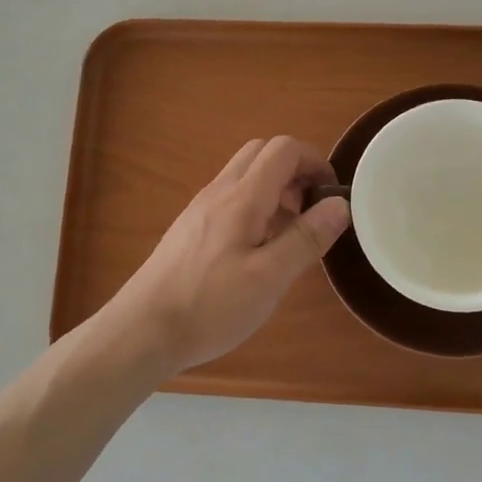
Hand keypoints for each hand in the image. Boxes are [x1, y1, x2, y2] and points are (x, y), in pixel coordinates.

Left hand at [105, 136, 351, 372]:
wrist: (141, 331)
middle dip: (295, 171)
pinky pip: (230, 199)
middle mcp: (219, 191)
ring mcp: (200, 209)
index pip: (283, 149)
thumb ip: (306, 238)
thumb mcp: (269, 278)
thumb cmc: (210, 306)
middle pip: (262, 153)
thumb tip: (340, 204)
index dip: (315, 161)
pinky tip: (257, 252)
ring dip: (275, 191)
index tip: (331, 196)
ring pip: (244, 176)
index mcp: (242, 197)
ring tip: (289, 236)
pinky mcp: (190, 228)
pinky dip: (255, 208)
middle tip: (311, 211)